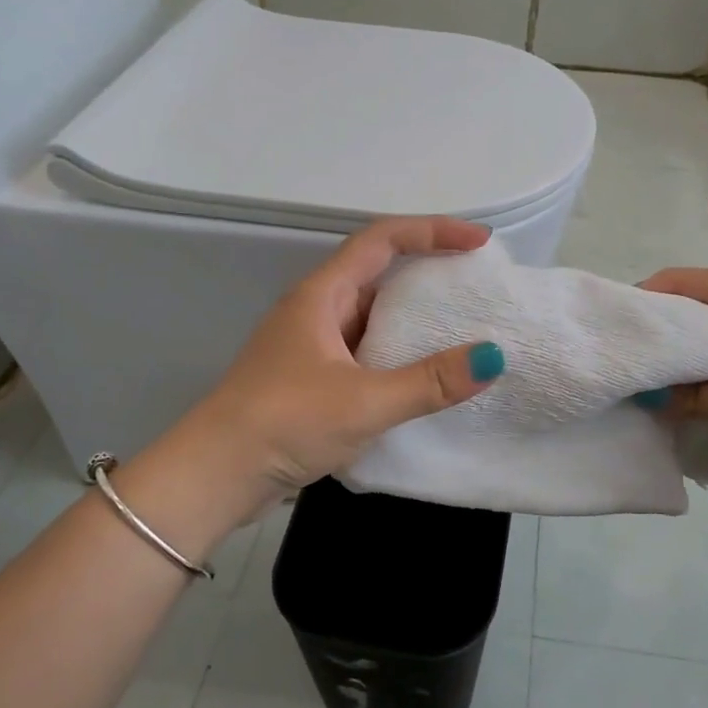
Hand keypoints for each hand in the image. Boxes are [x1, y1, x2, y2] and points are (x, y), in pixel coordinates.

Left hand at [179, 216, 505, 516]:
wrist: (215, 476)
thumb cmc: (284, 423)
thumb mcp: (363, 402)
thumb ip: (429, 382)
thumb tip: (491, 358)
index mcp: (322, 295)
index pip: (383, 240)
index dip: (433, 231)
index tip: (478, 243)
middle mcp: (316, 310)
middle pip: (380, 273)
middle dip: (429, 273)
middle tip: (477, 286)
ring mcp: (312, 346)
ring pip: (373, 316)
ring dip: (415, 318)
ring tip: (463, 330)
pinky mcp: (313, 379)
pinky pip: (367, 351)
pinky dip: (399, 354)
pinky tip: (425, 377)